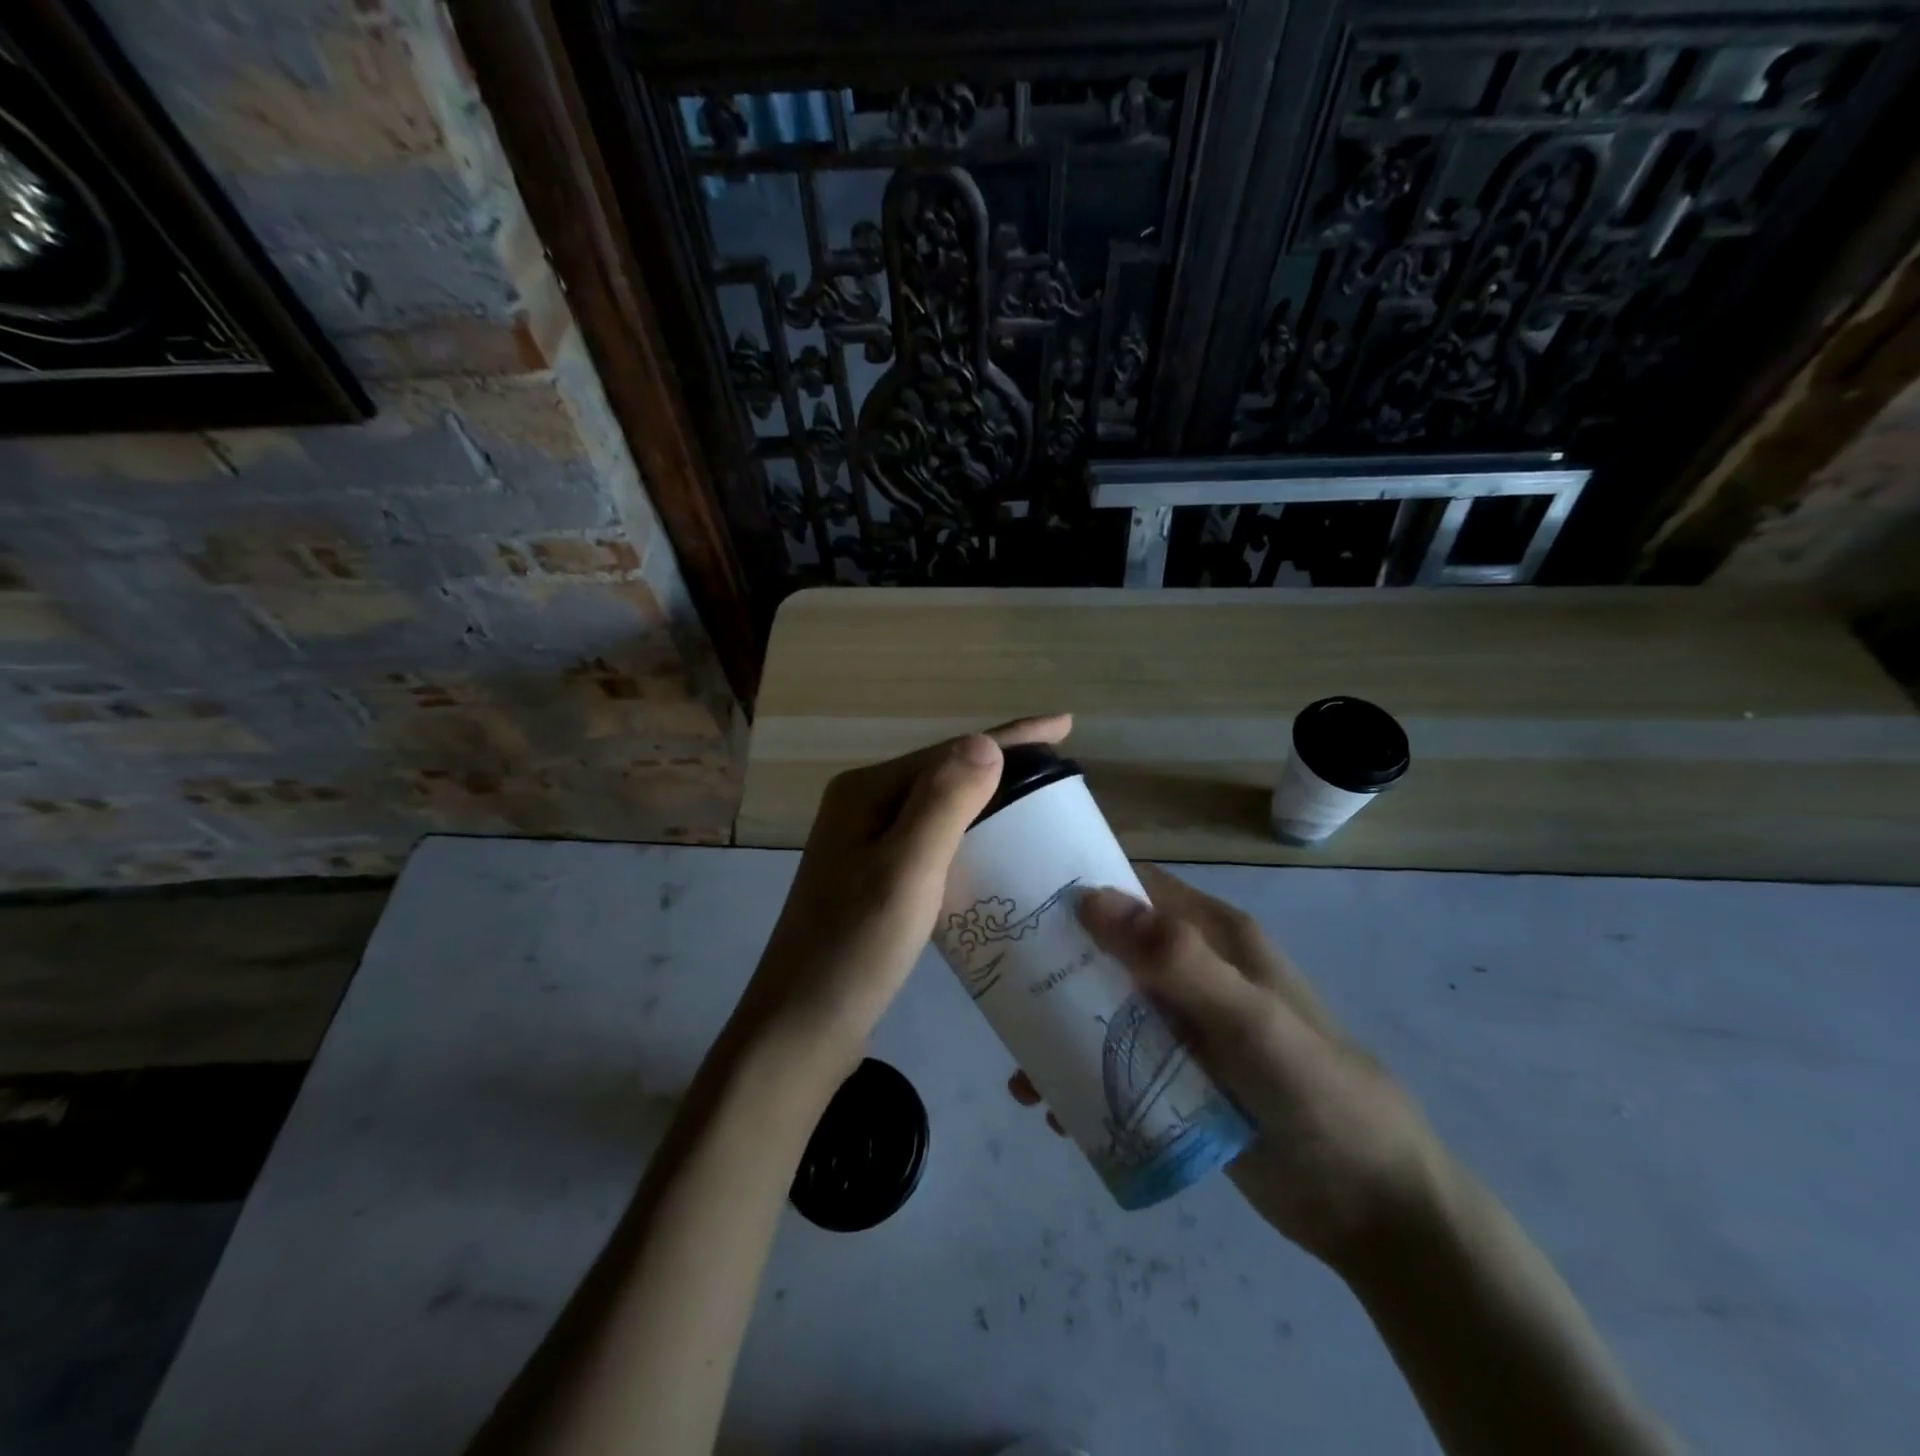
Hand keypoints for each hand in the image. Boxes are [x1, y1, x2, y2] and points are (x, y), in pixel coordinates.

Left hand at [740, 715, 1073, 1069]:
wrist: (802, 1028)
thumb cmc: (855, 949)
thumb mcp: (906, 870)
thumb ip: (943, 803)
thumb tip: (986, 742)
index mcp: (865, 792)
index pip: (951, 752)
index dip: (1012, 736)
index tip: (1066, 725)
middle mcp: (861, 807)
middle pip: (945, 773)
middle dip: (1002, 765)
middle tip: (1060, 770)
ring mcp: (864, 844)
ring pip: (940, 808)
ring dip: (988, 800)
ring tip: (1039, 804)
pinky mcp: (873, 878)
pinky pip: (932, 841)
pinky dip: (969, 837)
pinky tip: (995, 852)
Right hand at [1011, 864, 1443, 1269]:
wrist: (1373, 1207)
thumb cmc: (1317, 1093)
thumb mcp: (1251, 1021)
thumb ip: (1179, 961)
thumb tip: (1091, 898)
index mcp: (1215, 937)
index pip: (1136, 889)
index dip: (1081, 887)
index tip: (1019, 902)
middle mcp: (1195, 973)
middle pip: (1110, 951)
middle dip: (1057, 966)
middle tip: (999, 991)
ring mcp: (1185, 1028)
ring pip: (1107, 1010)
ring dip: (1061, 1031)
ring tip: (1020, 1071)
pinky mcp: (1179, 1079)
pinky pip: (1117, 1063)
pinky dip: (1082, 1077)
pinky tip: (1054, 1109)